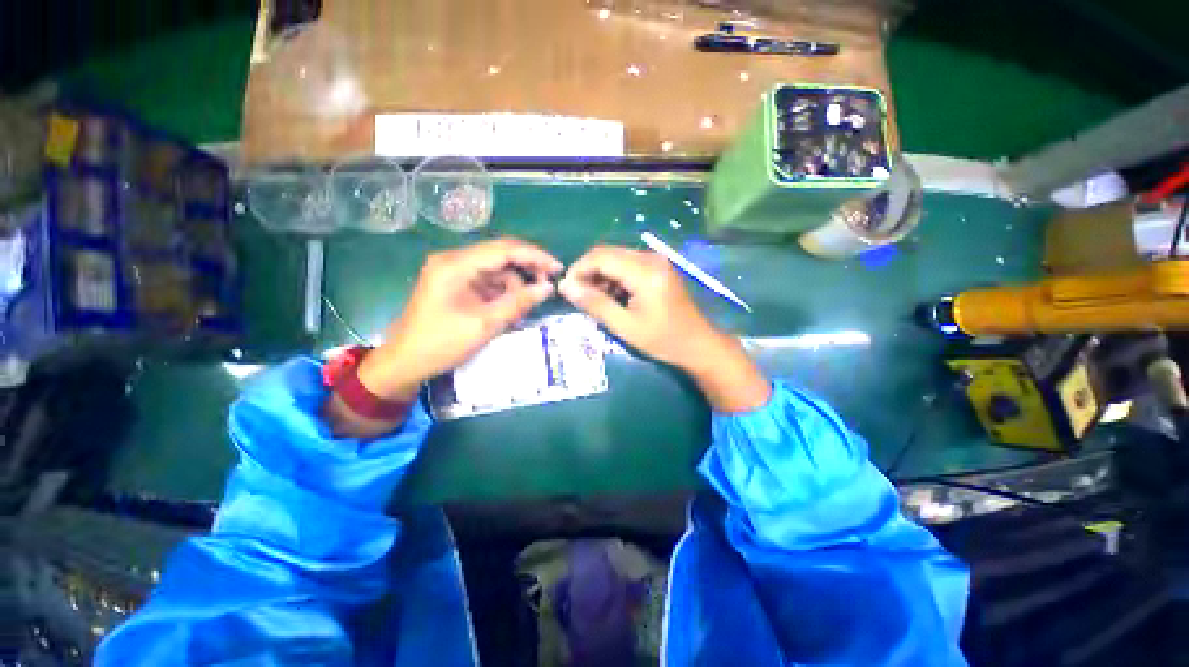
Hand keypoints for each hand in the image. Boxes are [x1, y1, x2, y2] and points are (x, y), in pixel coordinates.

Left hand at [358, 238, 562, 401]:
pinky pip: (488, 282)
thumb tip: (548, 288)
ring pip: (497, 270)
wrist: (404, 363)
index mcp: (456, 265)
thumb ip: (518, 303)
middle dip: (526, 270)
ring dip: (514, 287)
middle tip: (546, 287)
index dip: (535, 256)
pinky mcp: (456, 284)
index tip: (558, 269)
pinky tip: (509, 311)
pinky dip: (502, 294)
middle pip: (500, 256)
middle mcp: (454, 260)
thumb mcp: (485, 324)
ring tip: (522, 311)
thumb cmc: (441, 344)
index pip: (504, 249)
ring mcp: (454, 272)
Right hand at [559, 245, 769, 411]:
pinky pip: (628, 265)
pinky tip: (614, 297)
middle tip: (579, 296)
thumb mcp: (625, 326)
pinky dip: (615, 278)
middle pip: (608, 253)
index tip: (567, 290)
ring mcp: (656, 261)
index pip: (600, 256)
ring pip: (617, 258)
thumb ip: (594, 304)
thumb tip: (565, 287)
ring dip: (601, 275)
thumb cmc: (663, 340)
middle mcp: (650, 258)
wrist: (699, 344)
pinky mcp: (659, 268)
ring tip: (596, 300)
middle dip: (588, 272)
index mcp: (644, 271)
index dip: (578, 269)